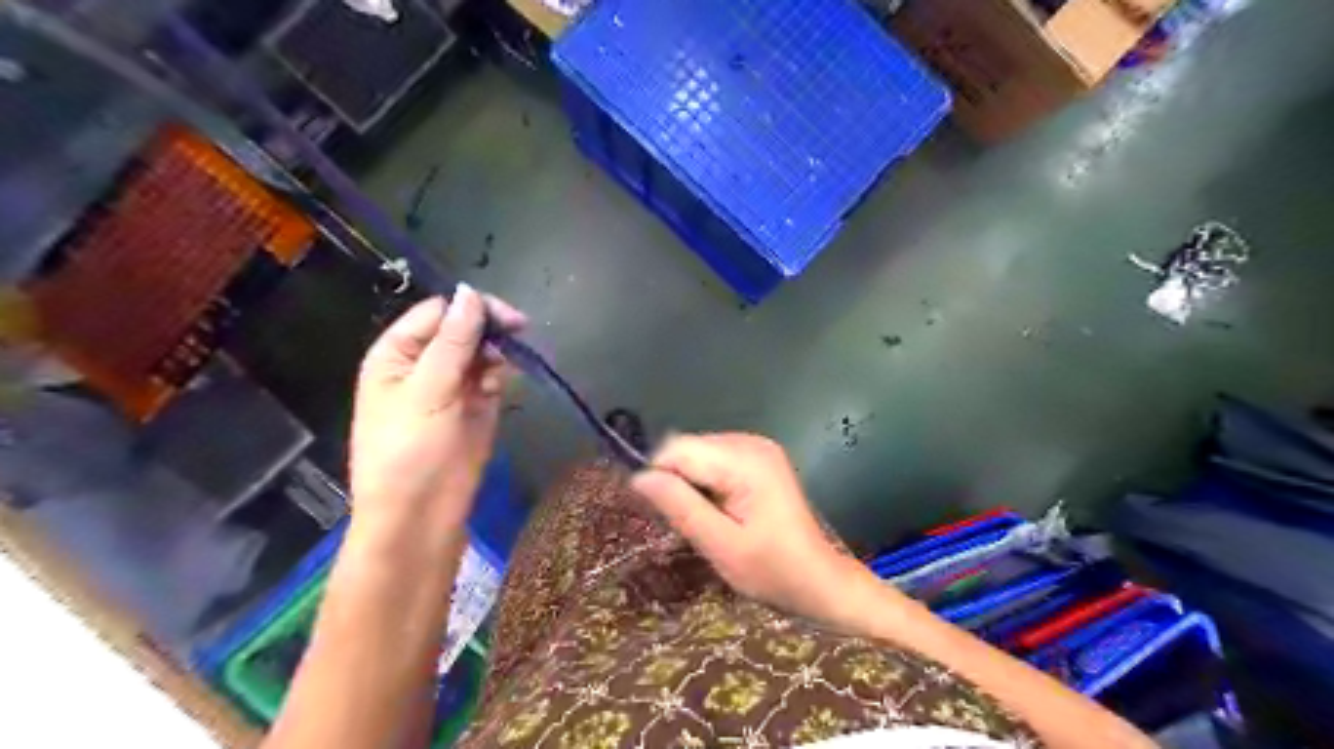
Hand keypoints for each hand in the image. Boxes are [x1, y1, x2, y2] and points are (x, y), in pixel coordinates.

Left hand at [352, 286, 523, 554]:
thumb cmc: (409, 451)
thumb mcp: (428, 391)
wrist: (420, 516)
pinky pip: (491, 378)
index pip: (438, 313)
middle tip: (520, 333)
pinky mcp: (475, 407)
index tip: (508, 318)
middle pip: (462, 329)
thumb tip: (471, 292)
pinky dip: (499, 377)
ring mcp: (451, 386)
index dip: (471, 309)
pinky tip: (498, 387)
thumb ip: (453, 341)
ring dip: (496, 355)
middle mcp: (423, 364)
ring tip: (501, 372)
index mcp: (397, 354)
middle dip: (489, 330)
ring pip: (481, 352)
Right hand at [631, 429, 866, 621]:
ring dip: (691, 484)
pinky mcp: (759, 458)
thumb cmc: (773, 571)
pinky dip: (707, 483)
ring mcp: (758, 447)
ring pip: (698, 453)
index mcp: (746, 461)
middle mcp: (751, 442)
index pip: (679, 449)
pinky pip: (714, 460)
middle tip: (690, 524)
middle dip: (678, 482)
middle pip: (689, 448)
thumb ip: (680, 507)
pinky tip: (720, 510)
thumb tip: (639, 477)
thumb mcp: (721, 546)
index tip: (663, 514)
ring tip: (707, 520)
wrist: (819, 580)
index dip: (661, 477)